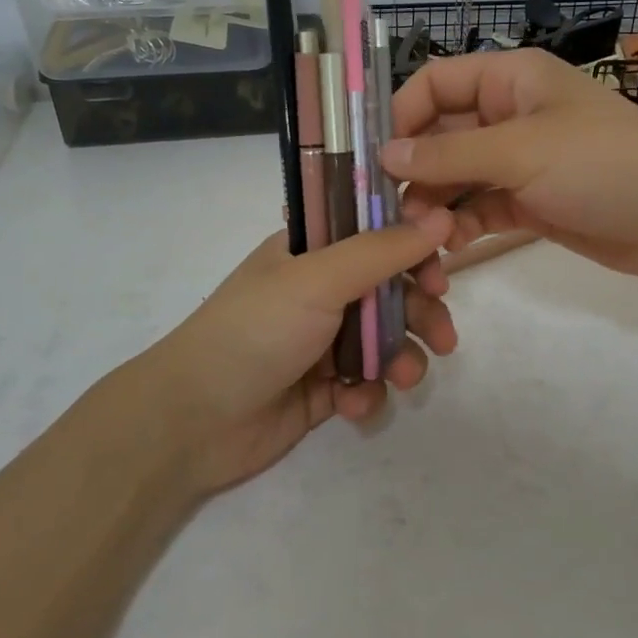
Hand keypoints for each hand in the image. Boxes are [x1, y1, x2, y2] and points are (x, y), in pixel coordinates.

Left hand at [133, 212, 458, 495]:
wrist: (193, 420)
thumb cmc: (255, 331)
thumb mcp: (319, 279)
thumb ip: (382, 250)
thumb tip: (442, 216)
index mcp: (312, 251)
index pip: (376, 234)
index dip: (414, 249)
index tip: (441, 271)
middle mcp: (320, 290)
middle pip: (391, 290)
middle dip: (421, 313)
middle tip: (444, 337)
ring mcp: (321, 341)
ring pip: (385, 341)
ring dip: (402, 358)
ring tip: (403, 379)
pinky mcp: (323, 389)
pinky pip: (365, 383)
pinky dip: (367, 394)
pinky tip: (352, 405)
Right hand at [382, 49, 637, 285]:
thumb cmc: (604, 164)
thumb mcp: (522, 150)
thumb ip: (449, 153)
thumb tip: (384, 155)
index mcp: (509, 79)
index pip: (435, 83)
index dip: (402, 115)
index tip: (376, 159)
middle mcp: (508, 114)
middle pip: (439, 135)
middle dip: (415, 171)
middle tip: (394, 212)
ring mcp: (519, 161)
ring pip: (456, 177)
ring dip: (435, 205)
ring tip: (424, 237)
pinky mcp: (529, 202)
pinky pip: (479, 208)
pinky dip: (461, 225)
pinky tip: (450, 248)